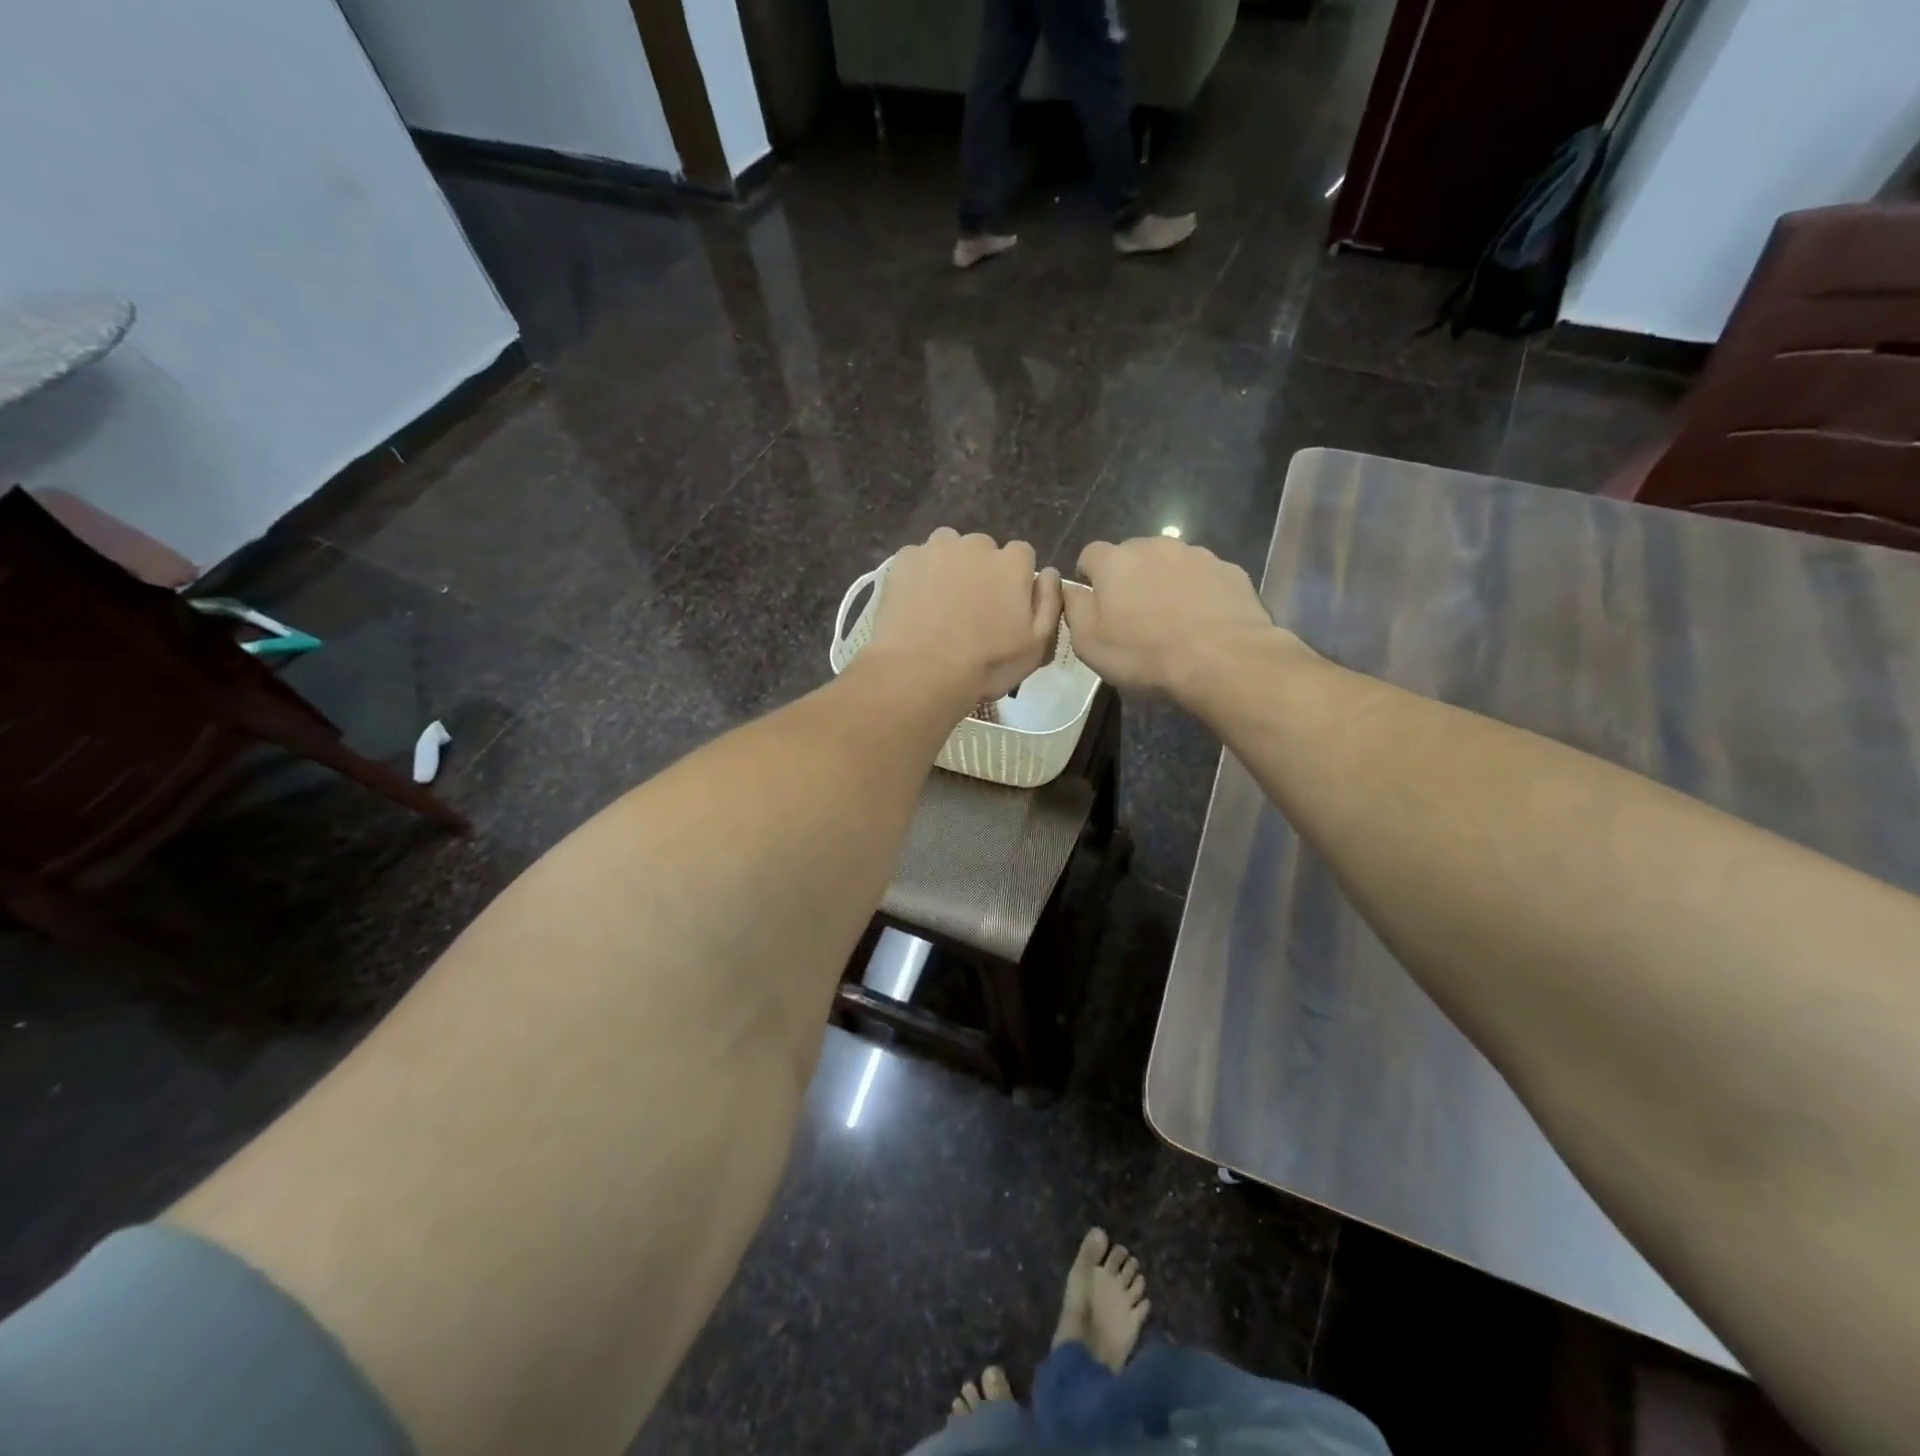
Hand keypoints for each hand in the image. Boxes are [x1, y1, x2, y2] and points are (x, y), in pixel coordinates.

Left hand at [864, 529, 1062, 704]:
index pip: (1022, 556)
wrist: (921, 671)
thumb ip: (1050, 603)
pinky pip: (917, 560)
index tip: (1004, 606)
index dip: (1014, 580)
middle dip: (980, 572)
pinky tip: (914, 604)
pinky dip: (918, 576)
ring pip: (948, 550)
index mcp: (1013, 563)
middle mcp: (976, 545)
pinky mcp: (904, 560)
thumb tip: (1049, 574)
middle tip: (970, 610)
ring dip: (948, 568)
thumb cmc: (986, 664)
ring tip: (940, 604)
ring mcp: (936, 549)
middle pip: (983, 551)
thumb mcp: (1036, 645)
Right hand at [1066, 537, 1301, 699]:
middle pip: (1132, 555)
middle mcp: (1154, 546)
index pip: (1090, 554)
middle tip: (1134, 615)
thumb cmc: (1144, 653)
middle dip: (1129, 578)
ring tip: (1172, 620)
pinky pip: (1203, 577)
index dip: (1089, 577)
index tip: (1097, 605)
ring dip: (1165, 583)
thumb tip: (1071, 589)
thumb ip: (1074, 608)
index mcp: (1114, 561)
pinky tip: (1202, 622)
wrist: (1222, 659)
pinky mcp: (1228, 570)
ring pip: (1170, 564)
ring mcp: (1196, 554)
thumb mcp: (1089, 643)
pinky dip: (1198, 593)